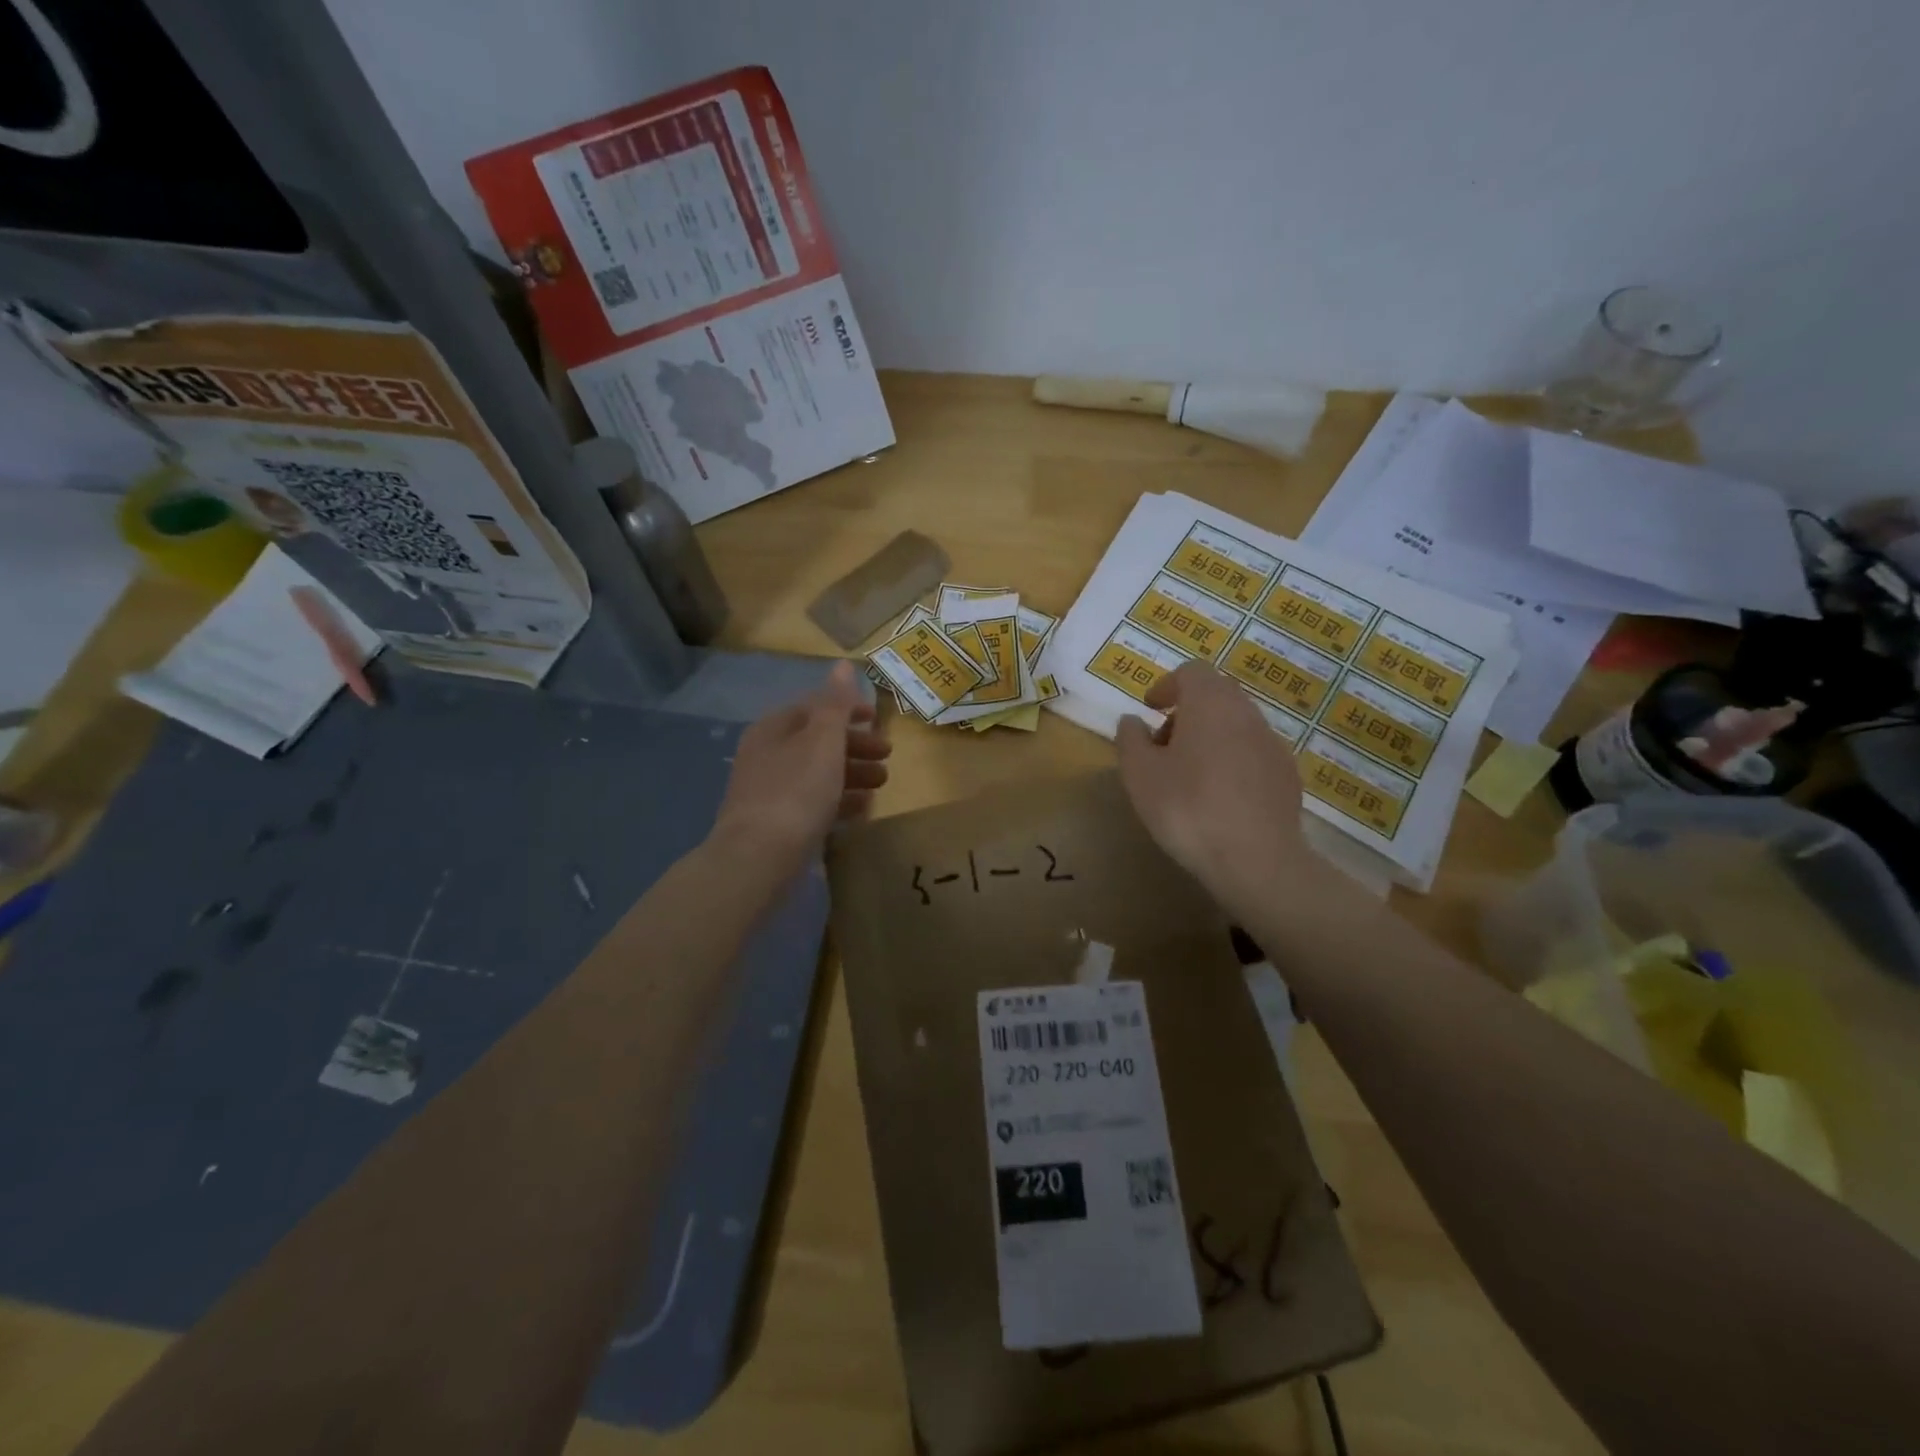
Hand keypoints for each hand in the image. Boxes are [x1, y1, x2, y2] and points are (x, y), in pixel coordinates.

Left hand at [710, 660, 891, 873]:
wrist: (758, 857)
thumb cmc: (796, 790)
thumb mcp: (822, 741)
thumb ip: (836, 704)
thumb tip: (842, 664)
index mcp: (774, 728)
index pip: (815, 707)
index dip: (848, 709)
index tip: (878, 718)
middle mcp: (768, 755)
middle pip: (818, 741)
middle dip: (856, 746)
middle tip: (888, 755)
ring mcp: (770, 790)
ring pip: (818, 773)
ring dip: (852, 773)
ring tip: (882, 784)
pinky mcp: (777, 823)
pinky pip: (814, 803)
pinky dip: (840, 800)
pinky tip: (862, 809)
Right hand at [1115, 662, 1313, 915]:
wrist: (1257, 860)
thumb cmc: (1188, 808)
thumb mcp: (1140, 774)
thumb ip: (1130, 739)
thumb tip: (1132, 721)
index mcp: (1210, 703)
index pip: (1191, 672)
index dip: (1167, 685)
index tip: (1151, 710)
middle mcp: (1247, 713)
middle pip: (1216, 695)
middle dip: (1187, 712)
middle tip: (1163, 745)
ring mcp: (1273, 744)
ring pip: (1236, 724)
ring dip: (1210, 737)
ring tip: (1188, 775)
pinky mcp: (1287, 775)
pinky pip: (1253, 753)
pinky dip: (1232, 761)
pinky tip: (1219, 797)